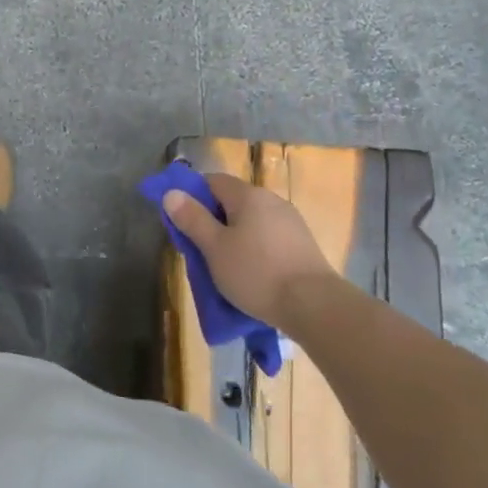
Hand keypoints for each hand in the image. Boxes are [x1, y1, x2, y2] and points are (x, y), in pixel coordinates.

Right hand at [164, 173, 336, 329]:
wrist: (315, 306)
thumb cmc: (256, 272)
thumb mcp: (214, 248)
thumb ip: (192, 219)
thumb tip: (171, 193)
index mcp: (248, 195)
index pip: (212, 181)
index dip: (192, 196)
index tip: (182, 221)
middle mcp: (272, 201)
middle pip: (232, 202)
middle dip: (213, 221)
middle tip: (199, 249)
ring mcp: (291, 223)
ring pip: (251, 223)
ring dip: (233, 238)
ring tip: (224, 268)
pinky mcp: (303, 246)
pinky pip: (268, 240)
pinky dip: (254, 250)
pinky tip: (251, 275)